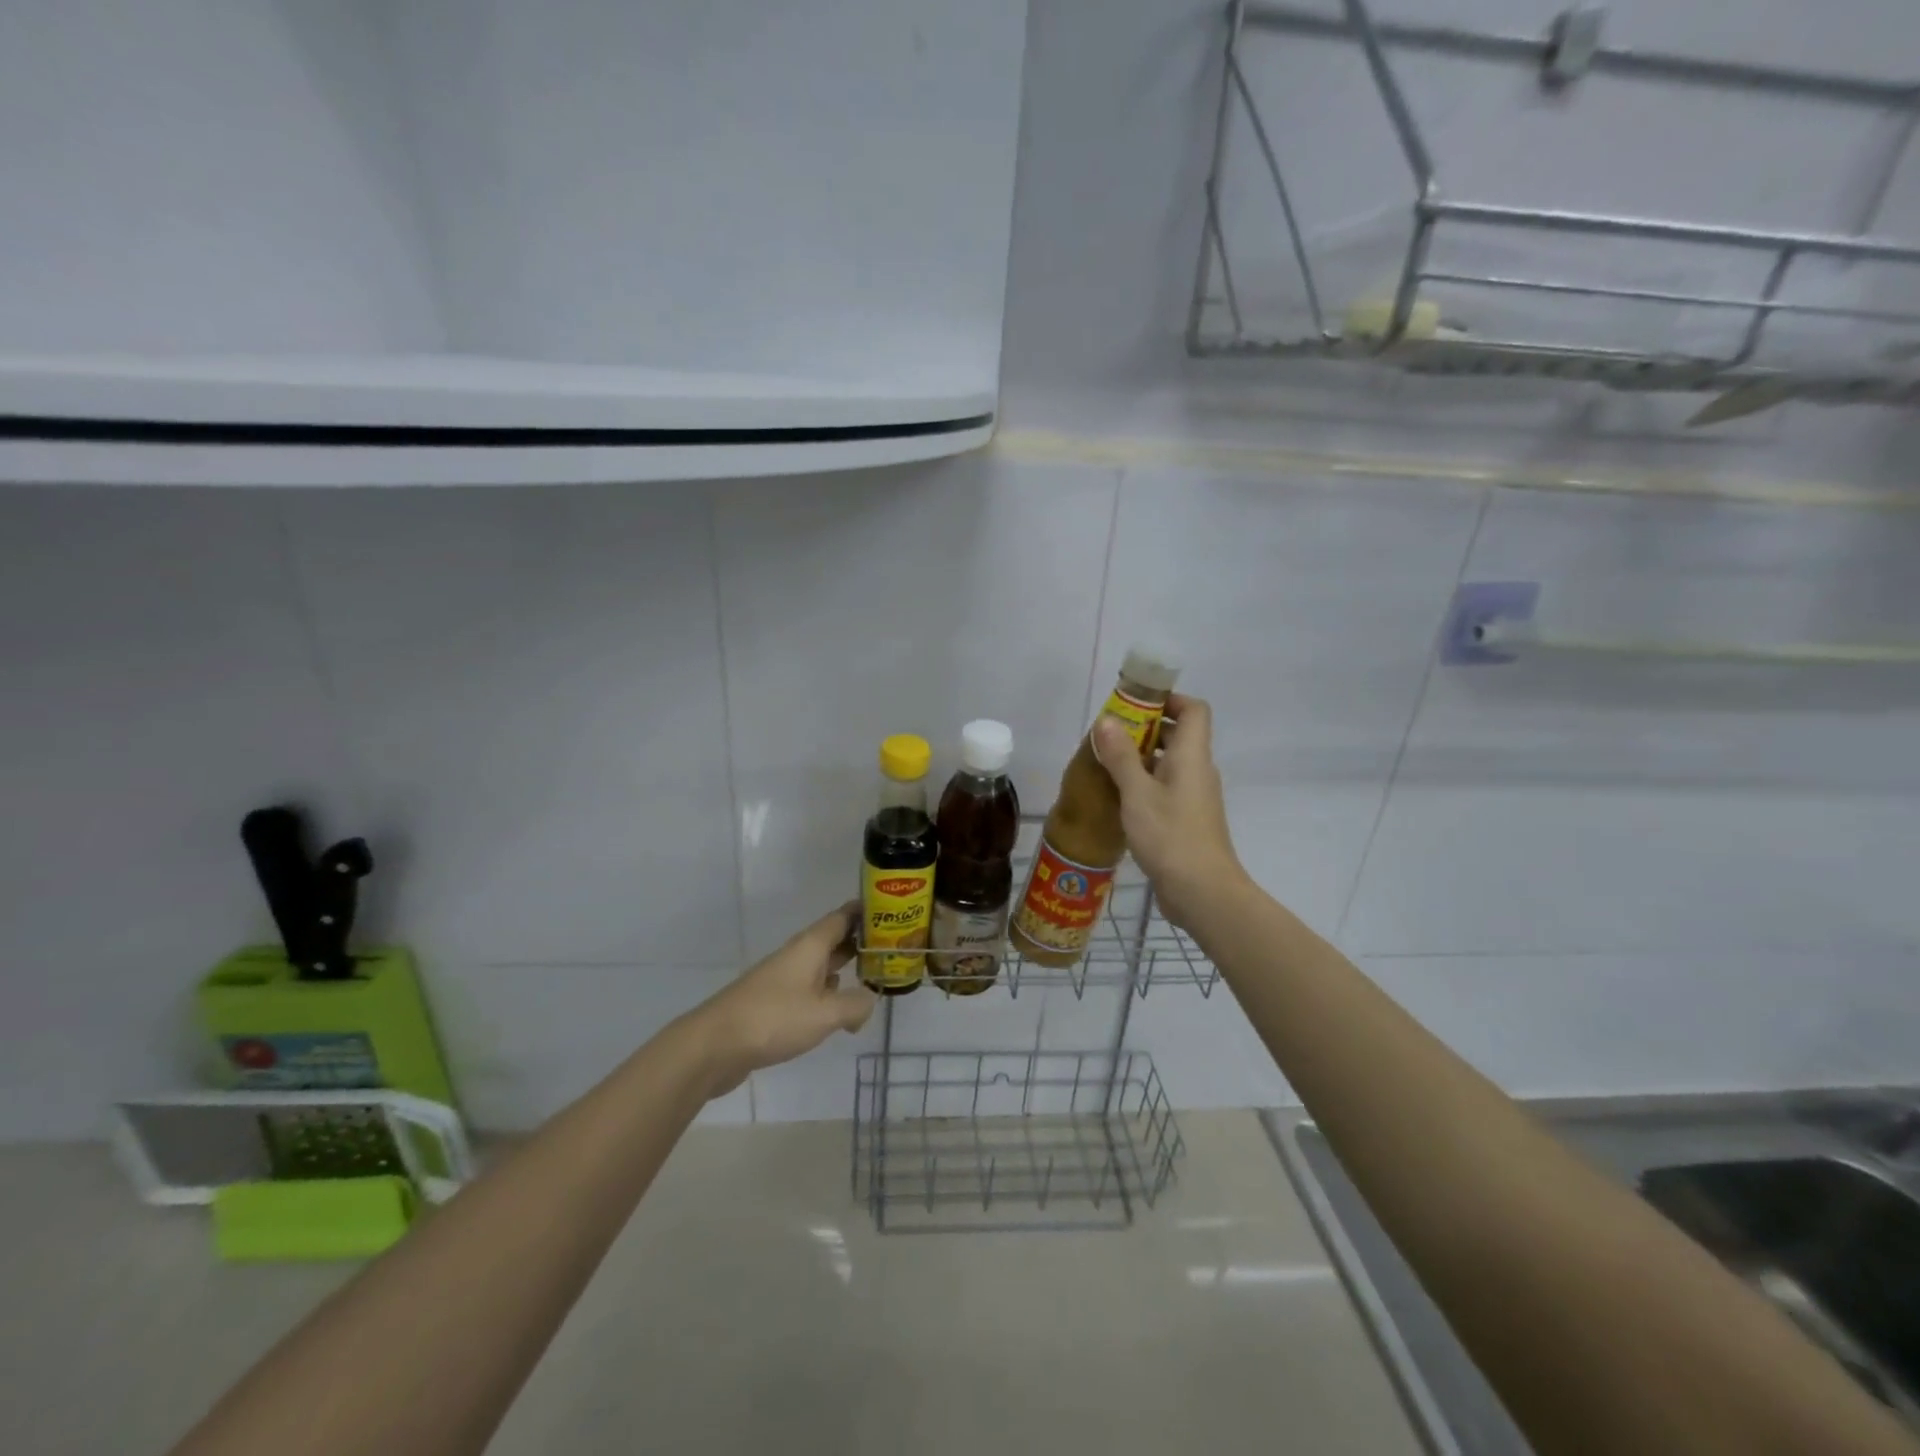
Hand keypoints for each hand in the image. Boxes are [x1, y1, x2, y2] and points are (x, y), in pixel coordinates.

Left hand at [685, 903, 877, 1097]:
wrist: (714, 1046)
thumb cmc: (773, 1019)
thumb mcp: (824, 1014)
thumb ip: (855, 1005)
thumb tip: (869, 1000)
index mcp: (810, 946)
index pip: (843, 916)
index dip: (866, 911)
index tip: (892, 910)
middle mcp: (797, 956)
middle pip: (834, 939)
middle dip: (861, 941)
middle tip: (893, 948)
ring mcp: (783, 979)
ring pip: (822, 966)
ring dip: (845, 968)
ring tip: (873, 977)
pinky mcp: (773, 1003)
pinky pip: (809, 990)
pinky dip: (828, 994)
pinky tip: (838, 1010)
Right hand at [1092, 693, 1248, 929]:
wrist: (1202, 892)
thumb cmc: (1170, 836)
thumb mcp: (1137, 793)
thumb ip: (1121, 756)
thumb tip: (1106, 720)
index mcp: (1192, 756)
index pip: (1194, 709)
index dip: (1169, 699)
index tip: (1135, 704)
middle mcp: (1198, 771)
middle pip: (1179, 735)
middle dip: (1145, 728)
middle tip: (1109, 735)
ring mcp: (1194, 797)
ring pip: (1170, 764)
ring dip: (1141, 758)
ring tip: (1106, 765)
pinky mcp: (1187, 820)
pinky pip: (1166, 788)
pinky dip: (1144, 784)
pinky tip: (1118, 798)